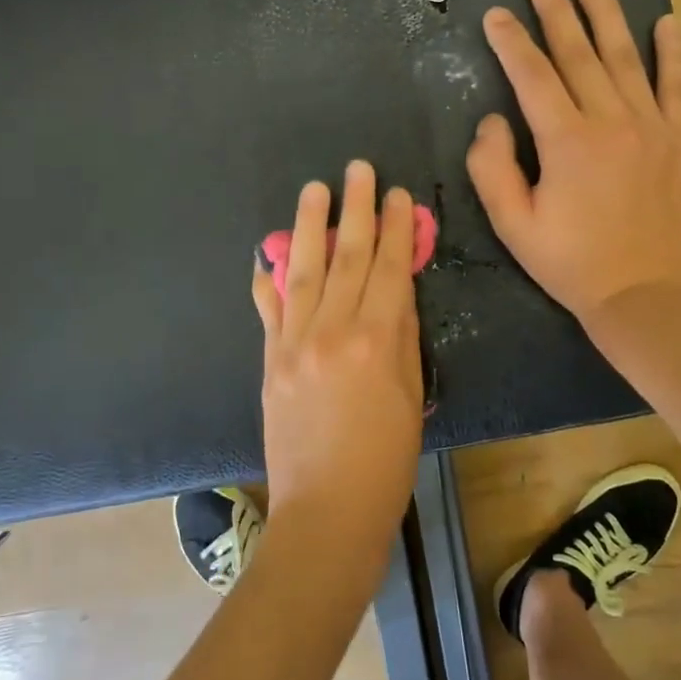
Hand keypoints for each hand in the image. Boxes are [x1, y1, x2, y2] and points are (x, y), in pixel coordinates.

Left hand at [252, 161, 424, 554]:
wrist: (326, 510)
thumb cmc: (386, 461)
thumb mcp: (411, 396)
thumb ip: (403, 337)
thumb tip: (396, 292)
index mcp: (377, 340)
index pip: (389, 268)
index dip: (396, 228)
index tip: (399, 194)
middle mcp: (332, 330)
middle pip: (346, 257)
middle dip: (355, 209)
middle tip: (358, 169)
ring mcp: (293, 344)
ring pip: (305, 272)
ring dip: (310, 226)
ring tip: (314, 189)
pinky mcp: (269, 362)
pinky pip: (268, 310)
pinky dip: (269, 278)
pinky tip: (269, 252)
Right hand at [466, 0, 680, 333]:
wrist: (647, 296)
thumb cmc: (572, 265)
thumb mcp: (514, 226)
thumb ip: (493, 169)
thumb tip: (493, 121)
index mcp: (566, 141)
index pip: (532, 76)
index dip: (511, 42)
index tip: (497, 15)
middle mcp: (611, 121)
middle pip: (579, 55)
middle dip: (556, 13)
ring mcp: (653, 127)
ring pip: (627, 58)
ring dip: (607, 17)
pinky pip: (677, 86)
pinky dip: (672, 53)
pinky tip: (667, 23)